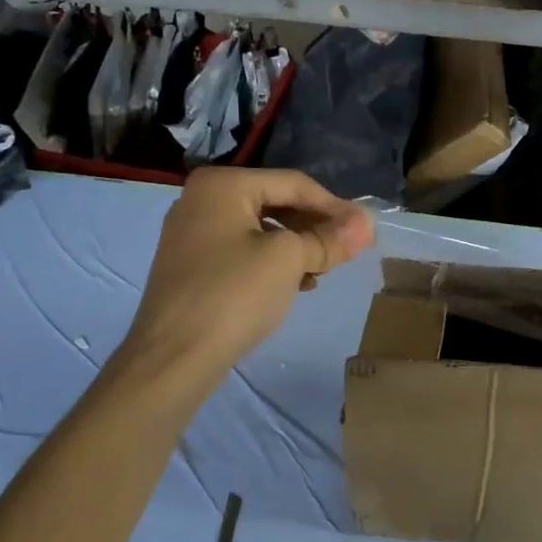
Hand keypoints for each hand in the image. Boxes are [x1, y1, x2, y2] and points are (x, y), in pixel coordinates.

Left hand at [116, 168, 374, 395]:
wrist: (174, 357)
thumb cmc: (233, 294)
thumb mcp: (288, 260)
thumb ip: (329, 239)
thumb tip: (367, 224)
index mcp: (222, 184)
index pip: (293, 183)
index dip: (335, 206)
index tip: (366, 230)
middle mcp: (201, 199)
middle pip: (276, 203)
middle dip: (315, 226)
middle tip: (348, 249)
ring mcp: (192, 234)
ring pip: (261, 230)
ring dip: (298, 247)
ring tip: (325, 270)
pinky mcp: (192, 267)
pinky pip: (243, 252)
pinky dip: (273, 263)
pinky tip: (297, 284)